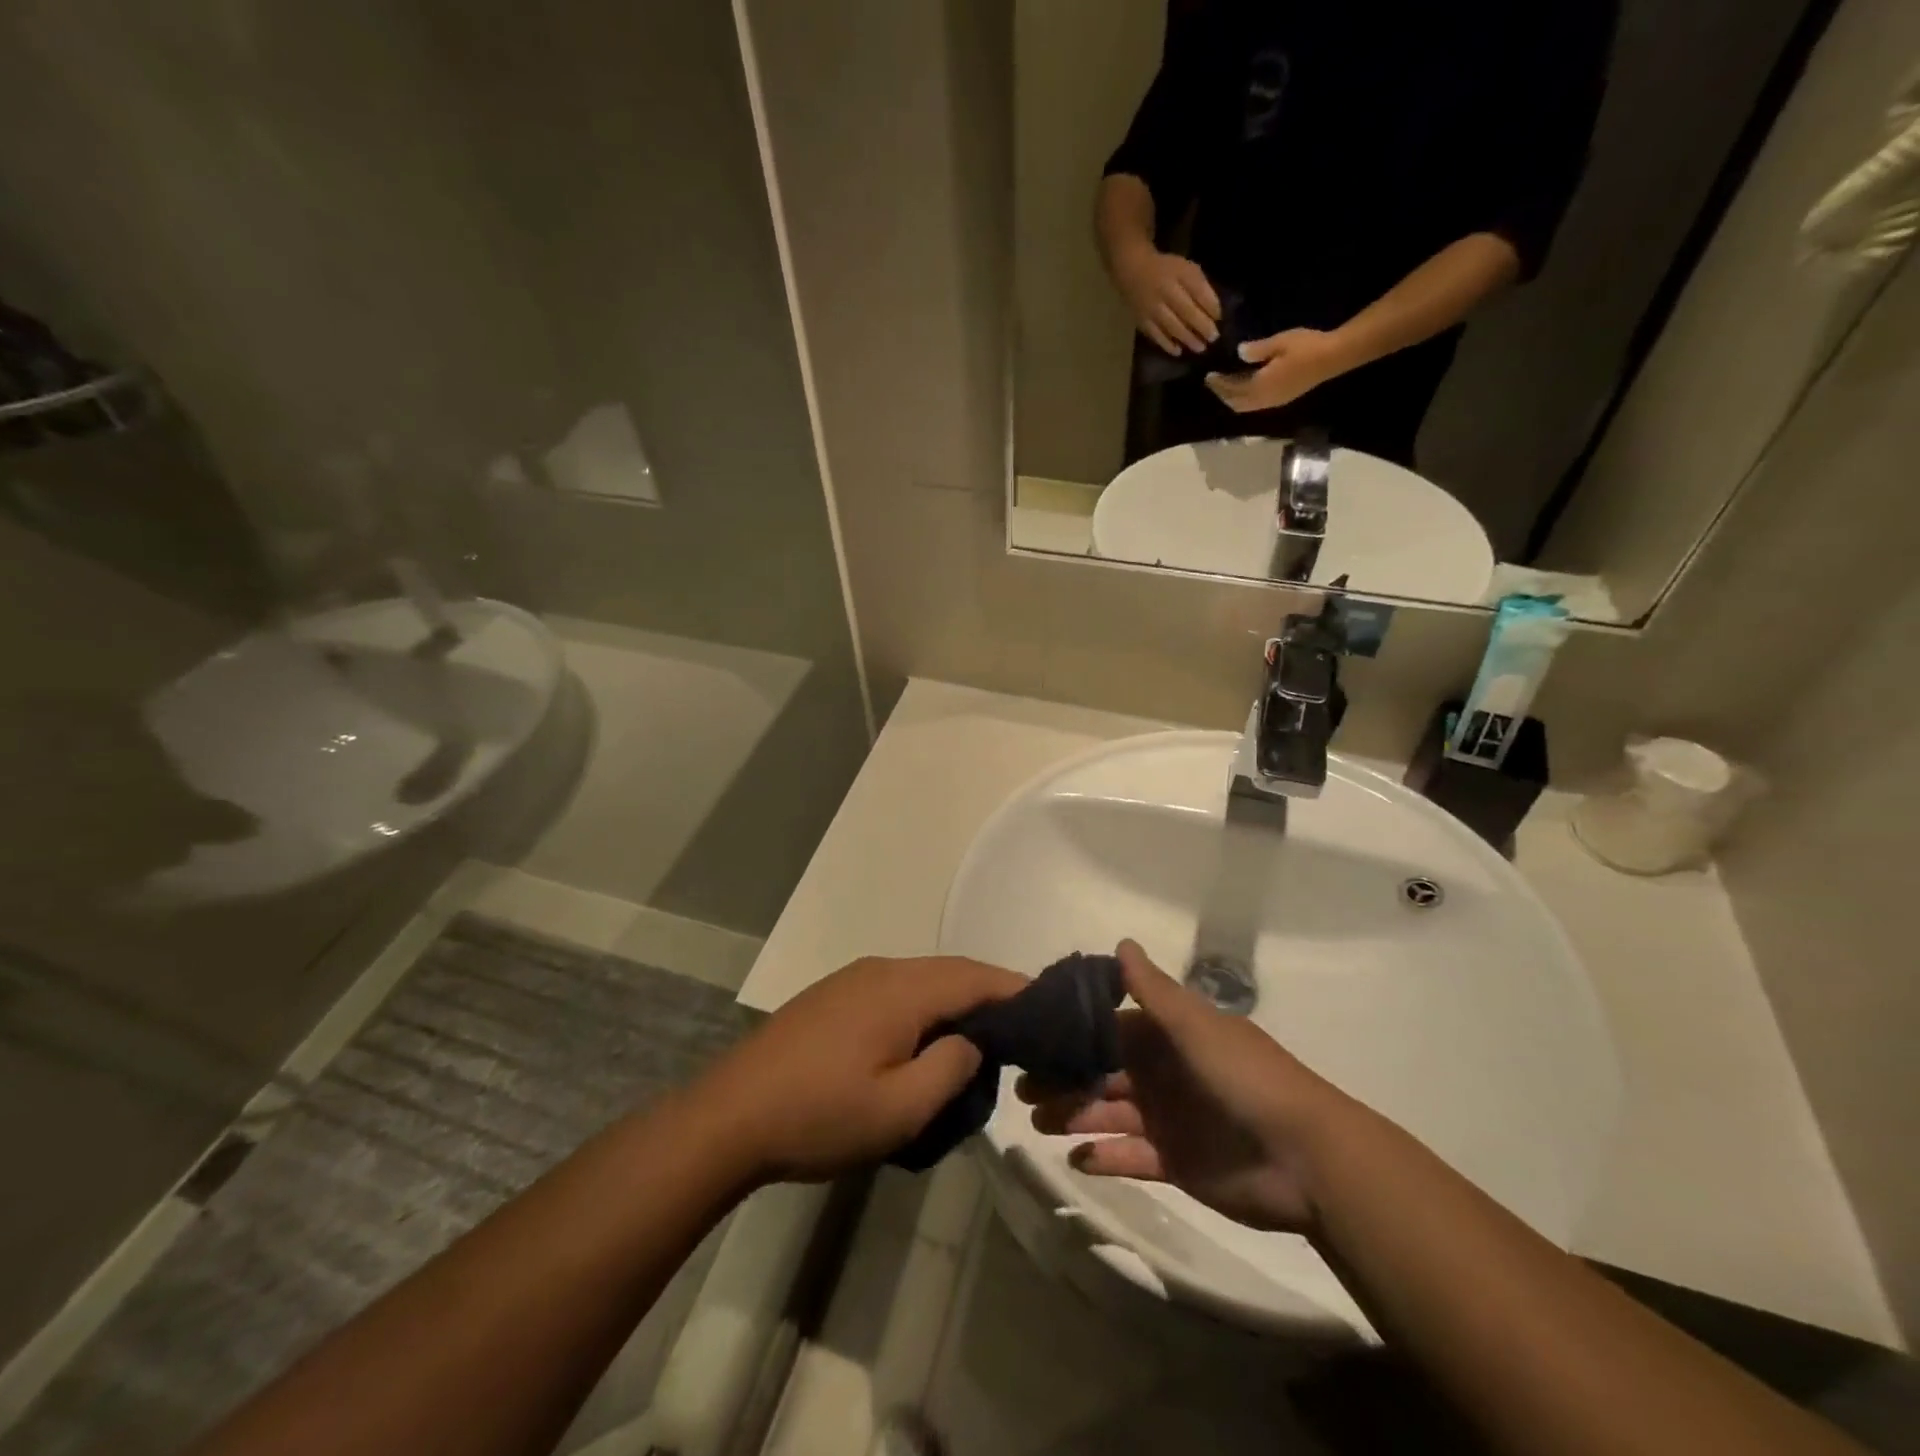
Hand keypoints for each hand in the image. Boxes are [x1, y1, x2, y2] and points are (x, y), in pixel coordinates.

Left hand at [693, 955, 1025, 1184]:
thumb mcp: (899, 1109)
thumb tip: (972, 1041)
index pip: (977, 976)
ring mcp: (853, 980)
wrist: (729, 1116)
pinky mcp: (833, 997)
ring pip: (923, 981)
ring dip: (955, 1004)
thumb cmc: (819, 1115)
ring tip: (980, 1042)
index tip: (1051, 1011)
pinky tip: (924, 1042)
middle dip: (990, 995)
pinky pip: (896, 992)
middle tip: (1023, 1032)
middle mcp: (882, 970)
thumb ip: (951, 1069)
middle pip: (951, 972)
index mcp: (903, 989)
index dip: (1017, 990)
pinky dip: (925, 1009)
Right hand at [1020, 941, 1347, 1232]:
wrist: (1306, 1158)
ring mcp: (1169, 1119)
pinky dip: (1105, 1157)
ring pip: (1110, 1113)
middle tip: (1022, 1088)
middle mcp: (1164, 1073)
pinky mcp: (1176, 1163)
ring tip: (1039, 1122)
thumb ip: (1153, 990)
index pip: (1110, 1029)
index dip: (1074, 1034)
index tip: (1033, 1039)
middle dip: (1065, 1078)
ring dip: (1075, 1116)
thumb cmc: (1244, 1078)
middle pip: (1103, 1072)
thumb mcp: (1195, 1026)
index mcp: (1169, 1037)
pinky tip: (1076, 1159)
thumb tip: (1121, 941)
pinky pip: (1131, 1157)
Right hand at [1112, 243, 1222, 355]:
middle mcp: (1166, 292)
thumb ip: (1199, 286)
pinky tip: (1178, 351)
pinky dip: (1167, 344)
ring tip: (1200, 348)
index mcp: (1179, 275)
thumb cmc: (1166, 270)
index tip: (1220, 318)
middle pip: (1187, 312)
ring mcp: (1152, 309)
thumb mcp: (1186, 269)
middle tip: (1213, 338)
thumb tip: (1213, 311)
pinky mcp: (1143, 321)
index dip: (1211, 306)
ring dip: (1188, 339)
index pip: (1199, 291)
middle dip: (1202, 326)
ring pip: (1172, 326)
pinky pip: (1156, 335)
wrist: (1133, 271)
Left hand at [1205, 328, 1353, 413]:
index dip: (1219, 384)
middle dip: (1223, 394)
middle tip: (1214, 383)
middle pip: (1236, 403)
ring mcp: (1273, 402)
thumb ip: (1257, 349)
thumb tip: (1239, 352)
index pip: (1232, 389)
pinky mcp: (1282, 400)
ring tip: (1226, 386)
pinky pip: (1255, 405)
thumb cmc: (1306, 347)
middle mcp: (1264, 399)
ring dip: (1233, 398)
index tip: (1209, 376)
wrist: (1333, 357)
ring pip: (1245, 406)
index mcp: (1260, 386)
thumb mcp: (1279, 342)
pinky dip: (1244, 399)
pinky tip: (1245, 387)